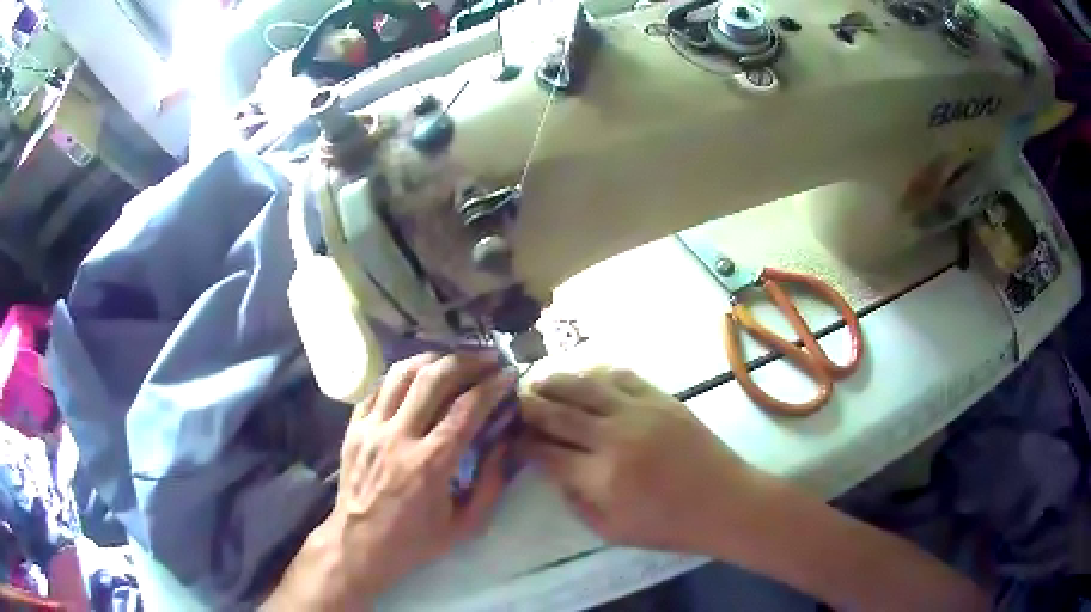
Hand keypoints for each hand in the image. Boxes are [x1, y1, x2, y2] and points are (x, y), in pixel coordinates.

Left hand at [317, 352, 514, 601]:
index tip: (508, 374)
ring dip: (432, 359)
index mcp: (430, 463)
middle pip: (433, 378)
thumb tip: (505, 442)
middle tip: (486, 357)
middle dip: (466, 360)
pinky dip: (400, 376)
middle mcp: (399, 436)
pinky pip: (376, 388)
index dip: (492, 386)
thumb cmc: (415, 540)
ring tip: (451, 359)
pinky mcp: (353, 427)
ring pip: (401, 374)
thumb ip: (491, 484)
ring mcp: (371, 428)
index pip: (466, 408)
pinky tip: (414, 377)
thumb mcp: (465, 525)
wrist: (359, 544)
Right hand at [518, 368, 756, 552]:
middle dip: (529, 405)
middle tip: (513, 401)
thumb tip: (551, 468)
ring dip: (556, 381)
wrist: (725, 502)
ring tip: (539, 382)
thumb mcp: (610, 530)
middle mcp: (615, 437)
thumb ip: (574, 499)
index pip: (546, 451)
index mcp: (600, 477)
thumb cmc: (668, 525)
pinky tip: (584, 377)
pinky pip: (621, 376)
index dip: (522, 442)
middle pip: (558, 412)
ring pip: (585, 385)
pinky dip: (596, 373)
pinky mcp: (662, 399)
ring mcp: (640, 412)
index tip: (510, 437)